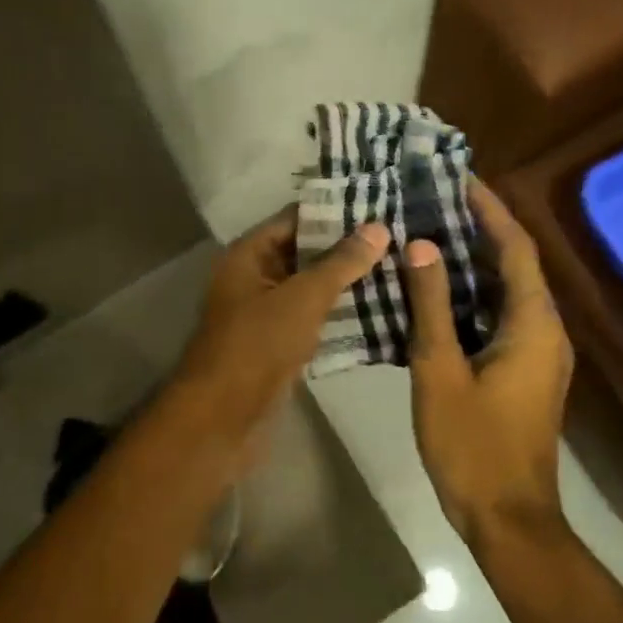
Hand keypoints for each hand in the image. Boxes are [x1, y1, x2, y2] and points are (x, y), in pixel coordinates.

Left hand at [175, 209, 389, 444]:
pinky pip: (311, 317)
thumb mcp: (302, 297)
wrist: (224, 417)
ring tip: (397, 268)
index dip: (334, 210)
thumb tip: (378, 228)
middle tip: (398, 237)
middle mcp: (254, 277)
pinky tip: (379, 309)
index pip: (295, 218)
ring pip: (310, 287)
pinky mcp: (278, 343)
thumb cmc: (257, 345)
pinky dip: (338, 313)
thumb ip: (340, 263)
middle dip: (347, 247)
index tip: (379, 204)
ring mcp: (265, 312)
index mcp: (249, 255)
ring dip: (346, 281)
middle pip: (304, 252)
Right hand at [404, 177, 574, 543]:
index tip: (459, 178)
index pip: (517, 247)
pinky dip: (472, 292)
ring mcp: (538, 352)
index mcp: (533, 324)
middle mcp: (545, 330)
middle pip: (516, 263)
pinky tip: (436, 288)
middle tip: (435, 198)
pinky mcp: (523, 370)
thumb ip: (432, 305)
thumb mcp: (440, 370)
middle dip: (481, 227)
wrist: (508, 518)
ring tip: (431, 230)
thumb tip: (423, 245)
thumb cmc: (472, 444)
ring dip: (475, 259)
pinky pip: (500, 315)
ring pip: (507, 290)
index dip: (490, 209)